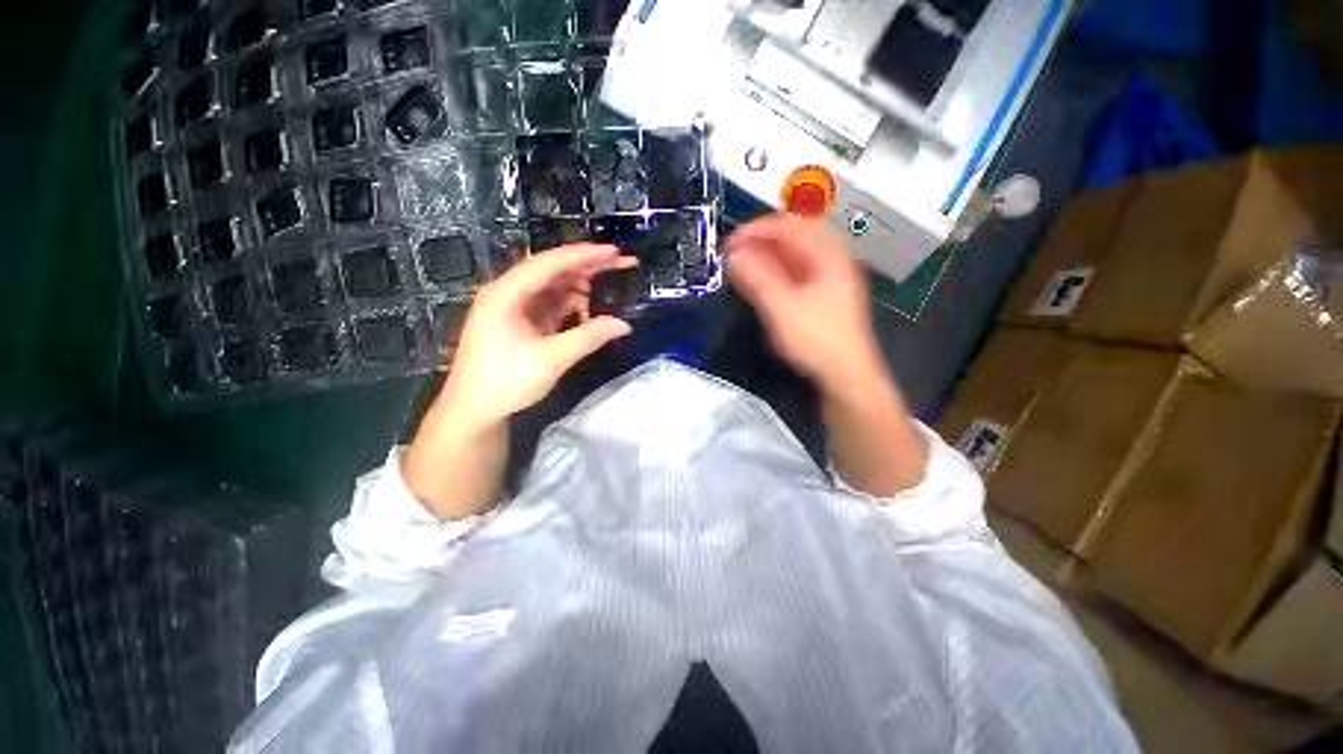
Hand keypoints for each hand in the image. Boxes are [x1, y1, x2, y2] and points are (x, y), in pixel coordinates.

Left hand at [438, 244, 636, 429]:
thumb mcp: (551, 359)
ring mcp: (514, 307)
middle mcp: (508, 293)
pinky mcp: (520, 322)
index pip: (549, 263)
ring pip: (553, 287)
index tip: (614, 251)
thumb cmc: (505, 382)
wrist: (473, 411)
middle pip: (553, 270)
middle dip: (587, 266)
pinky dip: (570, 306)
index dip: (584, 255)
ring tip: (607, 291)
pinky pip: (550, 305)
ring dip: (580, 288)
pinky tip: (587, 313)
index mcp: (506, 293)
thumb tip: (624, 325)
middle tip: (621, 262)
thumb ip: (589, 338)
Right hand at [727, 214, 886, 396]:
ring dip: (767, 254)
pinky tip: (761, 279)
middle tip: (735, 252)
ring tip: (743, 264)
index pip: (787, 227)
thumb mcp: (782, 309)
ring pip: (796, 252)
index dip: (754, 231)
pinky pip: (798, 269)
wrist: (847, 375)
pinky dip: (777, 269)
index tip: (728, 245)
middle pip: (793, 233)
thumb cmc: (816, 340)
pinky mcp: (825, 293)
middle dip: (761, 239)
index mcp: (827, 255)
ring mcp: (831, 276)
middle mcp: (832, 258)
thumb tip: (734, 254)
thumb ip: (757, 279)